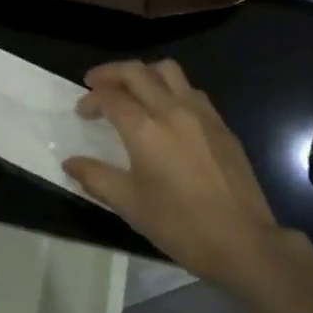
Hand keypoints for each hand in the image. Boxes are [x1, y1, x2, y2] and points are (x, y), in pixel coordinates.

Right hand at [63, 59, 287, 291]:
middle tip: (95, 83)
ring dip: (143, 73)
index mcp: (145, 128)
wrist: (243, 241)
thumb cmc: (180, 225)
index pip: (110, 97)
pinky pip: (190, 89)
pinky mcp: (220, 123)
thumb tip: (70, 162)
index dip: (91, 99)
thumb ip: (96, 177)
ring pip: (167, 70)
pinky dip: (169, 87)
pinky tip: (166, 110)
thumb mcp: (130, 205)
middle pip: (136, 72)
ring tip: (131, 89)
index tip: (81, 111)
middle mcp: (171, 109)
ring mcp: (200, 112)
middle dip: (111, 73)